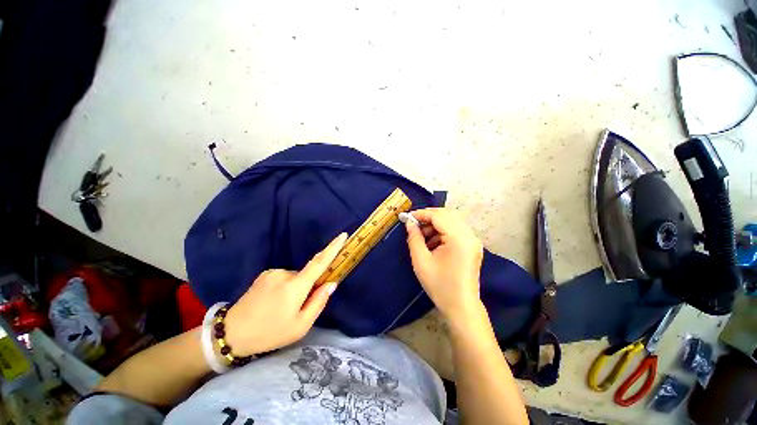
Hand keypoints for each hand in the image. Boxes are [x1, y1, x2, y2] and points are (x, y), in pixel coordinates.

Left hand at [223, 233, 347, 355]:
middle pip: (307, 275)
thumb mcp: (300, 326)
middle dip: (308, 287)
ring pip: (295, 277)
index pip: (319, 263)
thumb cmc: (270, 333)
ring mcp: (273, 272)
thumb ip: (318, 302)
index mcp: (295, 286)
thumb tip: (331, 283)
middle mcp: (285, 273)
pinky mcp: (264, 274)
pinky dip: (286, 287)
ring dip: (296, 288)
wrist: (231, 333)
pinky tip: (273, 302)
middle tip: (297, 308)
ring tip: (281, 308)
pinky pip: (284, 277)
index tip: (343, 235)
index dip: (333, 248)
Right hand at [405, 208, 483, 324]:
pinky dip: (443, 231)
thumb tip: (409, 223)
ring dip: (436, 224)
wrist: (461, 307)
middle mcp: (469, 236)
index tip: (408, 217)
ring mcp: (473, 241)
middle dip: (429, 217)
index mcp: (459, 239)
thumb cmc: (439, 285)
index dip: (422, 214)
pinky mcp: (472, 246)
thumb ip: (414, 238)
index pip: (439, 216)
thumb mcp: (421, 261)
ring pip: (452, 221)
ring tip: (422, 236)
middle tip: (414, 225)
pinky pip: (456, 230)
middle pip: (448, 215)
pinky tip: (433, 243)